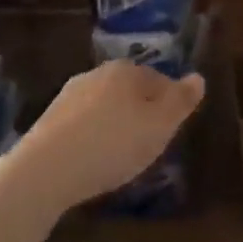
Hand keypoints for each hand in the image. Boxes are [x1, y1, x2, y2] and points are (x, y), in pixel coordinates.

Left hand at [17, 61, 205, 208]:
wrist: (44, 171)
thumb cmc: (113, 144)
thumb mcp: (160, 126)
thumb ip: (182, 101)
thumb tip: (198, 77)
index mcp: (126, 70)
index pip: (160, 80)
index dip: (169, 105)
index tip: (170, 131)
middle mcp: (97, 74)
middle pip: (131, 92)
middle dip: (141, 114)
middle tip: (149, 145)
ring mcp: (69, 95)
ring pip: (105, 107)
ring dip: (115, 126)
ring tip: (121, 156)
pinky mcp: (49, 120)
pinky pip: (83, 125)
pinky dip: (93, 138)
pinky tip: (94, 160)